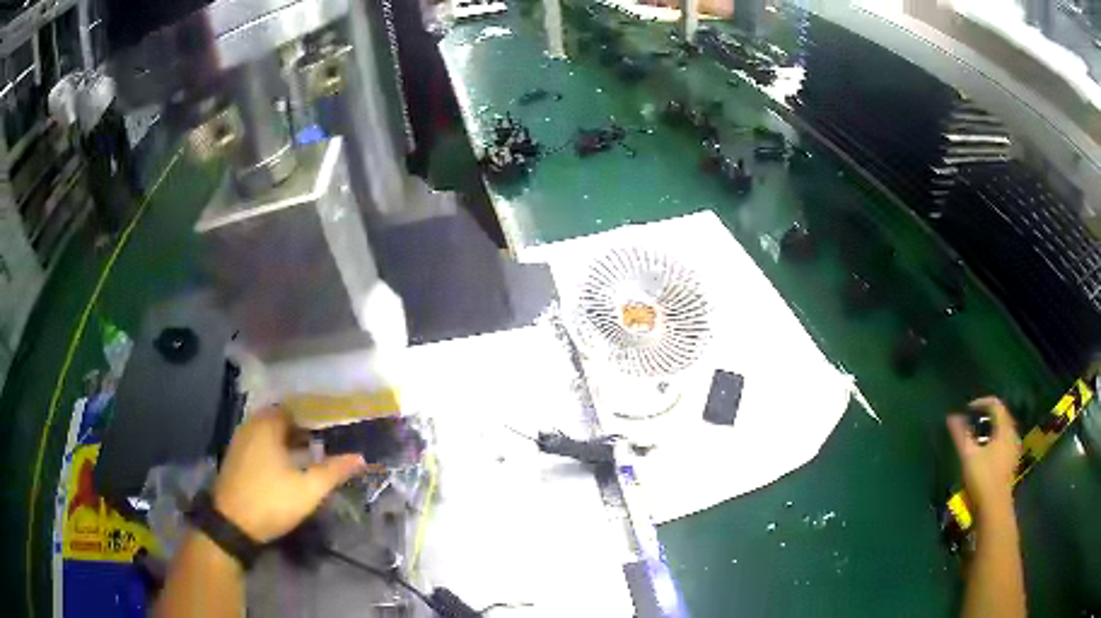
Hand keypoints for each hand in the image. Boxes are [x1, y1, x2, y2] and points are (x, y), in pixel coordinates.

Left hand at [212, 408, 365, 542]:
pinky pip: (260, 441)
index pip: (295, 408)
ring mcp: (240, 440)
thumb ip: (333, 471)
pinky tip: (287, 465)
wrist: (232, 524)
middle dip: (303, 429)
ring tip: (310, 454)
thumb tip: (360, 457)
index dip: (316, 416)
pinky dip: (275, 447)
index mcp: (268, 425)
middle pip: (282, 419)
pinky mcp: (236, 456)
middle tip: (325, 442)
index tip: (334, 427)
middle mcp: (251, 425)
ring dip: (288, 439)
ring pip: (269, 431)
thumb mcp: (308, 490)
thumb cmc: (271, 501)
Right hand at [947, 396, 1020, 516]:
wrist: (994, 510)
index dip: (981, 403)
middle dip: (985, 418)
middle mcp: (1013, 434)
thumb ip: (961, 435)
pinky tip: (984, 456)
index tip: (966, 411)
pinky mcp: (1011, 464)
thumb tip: (951, 416)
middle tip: (970, 424)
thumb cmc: (982, 479)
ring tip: (975, 440)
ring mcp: (1014, 450)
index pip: (995, 404)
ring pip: (1003, 432)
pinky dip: (994, 443)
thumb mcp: (968, 456)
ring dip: (990, 431)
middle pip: (1001, 417)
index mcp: (1005, 428)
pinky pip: (1004, 444)